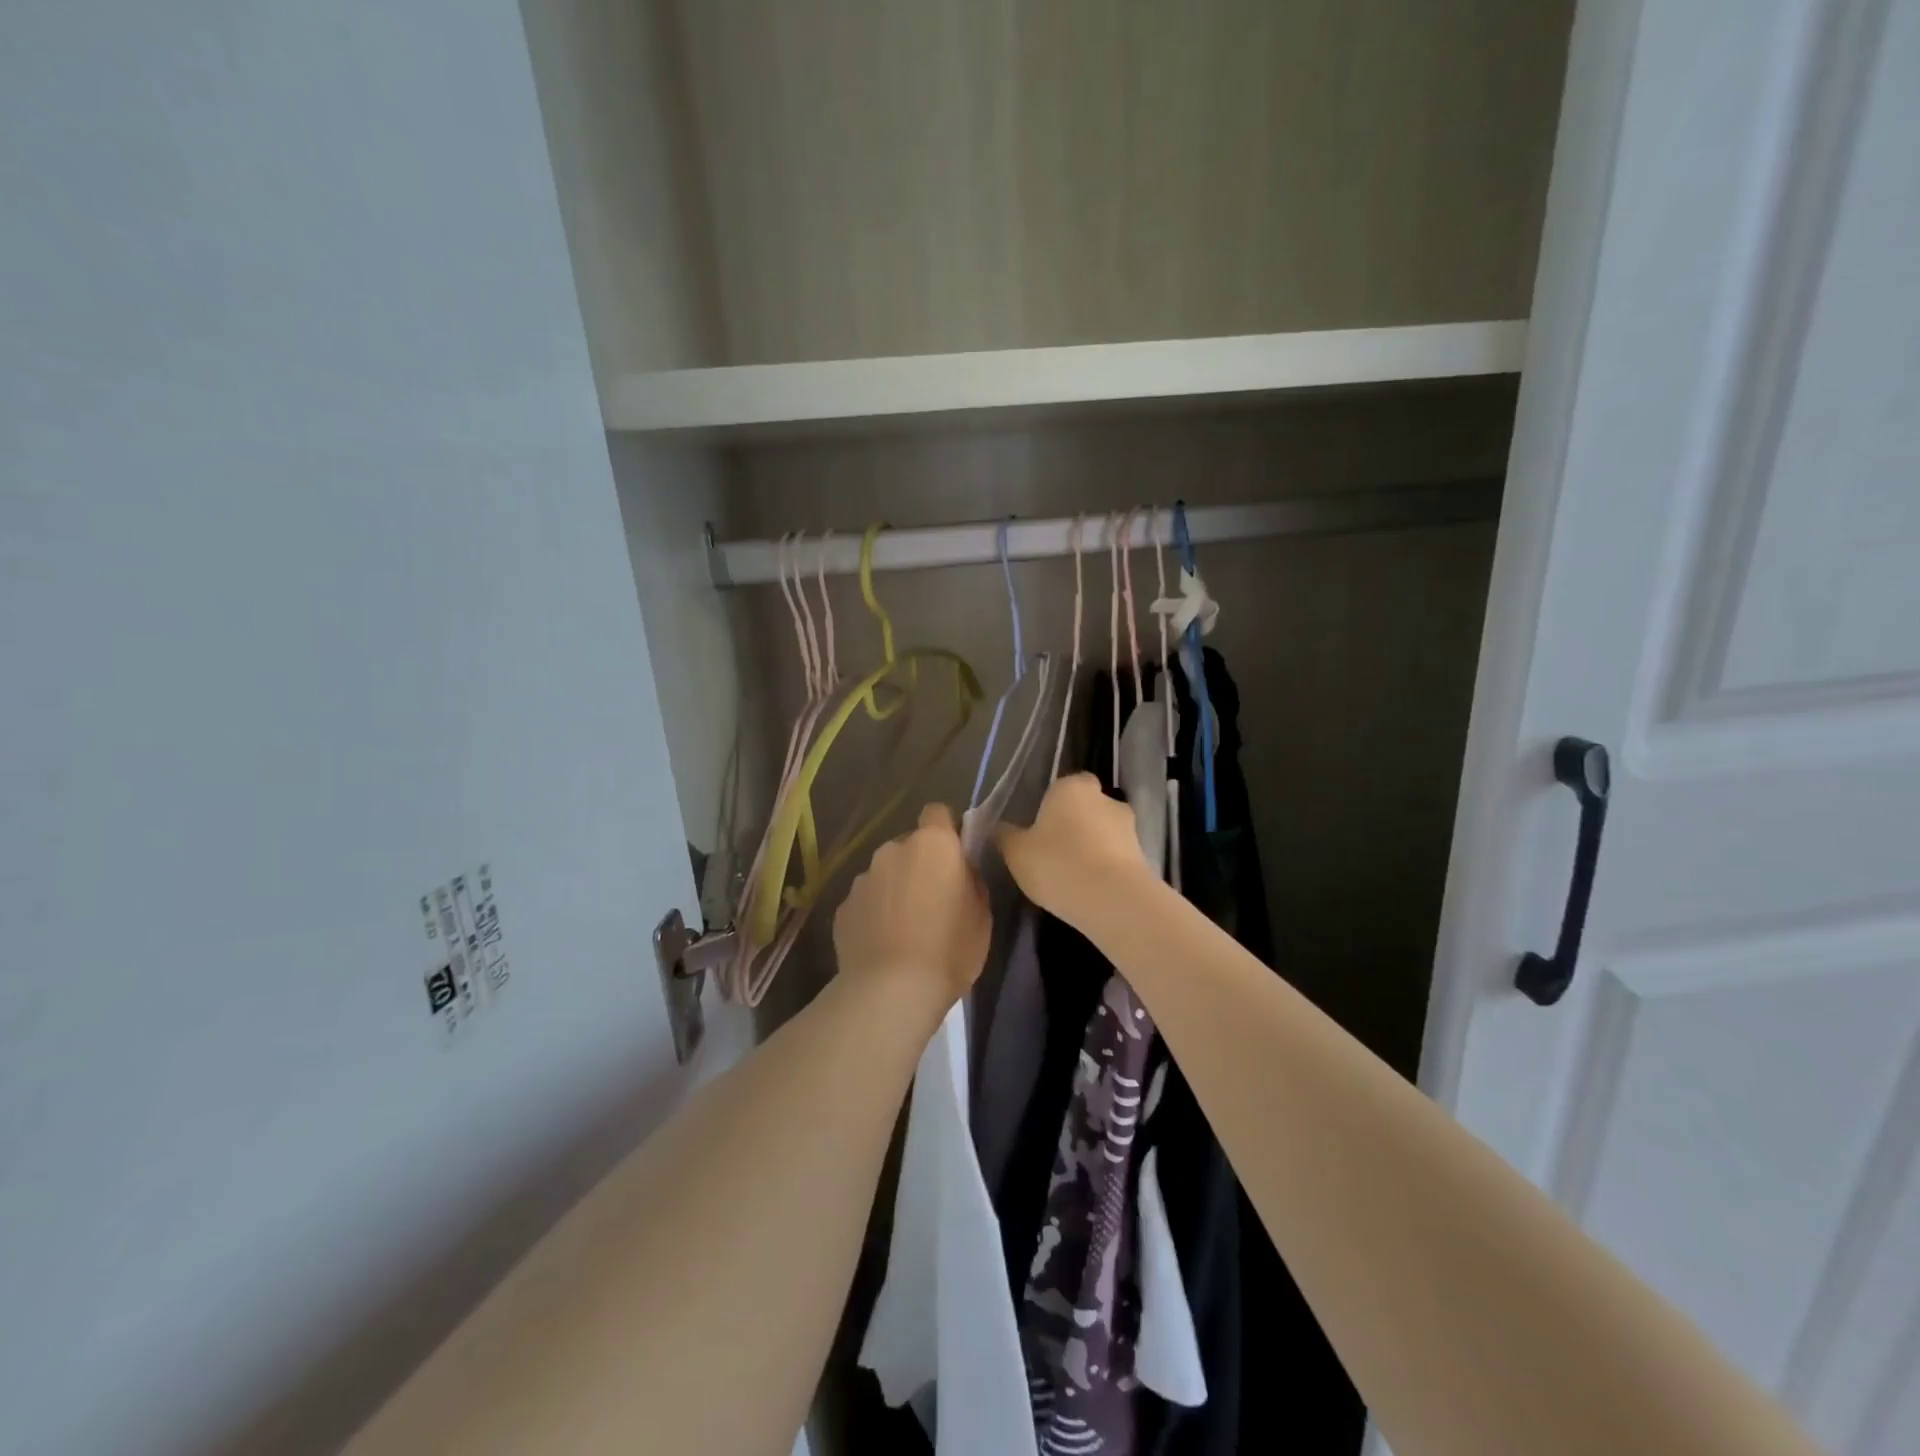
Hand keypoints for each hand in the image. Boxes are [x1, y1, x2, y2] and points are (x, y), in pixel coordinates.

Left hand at [834, 803, 990, 1010]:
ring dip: (895, 889)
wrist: (890, 991)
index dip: (946, 830)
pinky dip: (875, 913)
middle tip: (933, 901)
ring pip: (885, 873)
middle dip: (920, 865)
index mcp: (932, 844)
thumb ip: (970, 880)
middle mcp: (893, 850)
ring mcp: (863, 878)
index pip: (937, 812)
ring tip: (905, 928)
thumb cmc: (948, 949)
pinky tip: (883, 943)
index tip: (954, 857)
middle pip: (910, 845)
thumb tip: (960, 870)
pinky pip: (866, 900)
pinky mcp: (843, 906)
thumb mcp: (981, 915)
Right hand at [994, 773, 1153, 925]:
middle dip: (1075, 824)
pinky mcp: (1143, 855)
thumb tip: (996, 826)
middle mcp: (1104, 798)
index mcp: (1072, 787)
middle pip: (1087, 807)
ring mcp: (1129, 826)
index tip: (1039, 828)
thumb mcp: (1016, 851)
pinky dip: (1106, 866)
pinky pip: (1117, 856)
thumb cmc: (1057, 863)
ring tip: (1073, 875)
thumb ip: (1005, 835)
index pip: (1063, 786)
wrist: (1111, 899)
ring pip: (1104, 831)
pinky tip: (1090, 888)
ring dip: (1093, 846)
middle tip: (1054, 851)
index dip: (1052, 805)